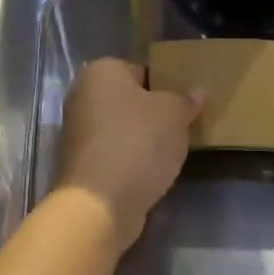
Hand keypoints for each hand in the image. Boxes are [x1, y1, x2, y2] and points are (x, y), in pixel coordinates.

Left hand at [52, 59, 201, 249]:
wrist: (99, 203)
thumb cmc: (138, 143)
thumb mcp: (174, 115)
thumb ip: (186, 101)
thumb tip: (197, 93)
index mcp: (101, 71)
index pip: (141, 71)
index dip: (166, 88)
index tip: (184, 108)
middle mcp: (81, 96)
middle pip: (128, 101)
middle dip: (152, 115)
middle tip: (180, 129)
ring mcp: (75, 132)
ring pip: (120, 129)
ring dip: (140, 140)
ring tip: (167, 154)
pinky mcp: (78, 164)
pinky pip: (112, 154)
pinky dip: (128, 161)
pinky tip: (148, 174)